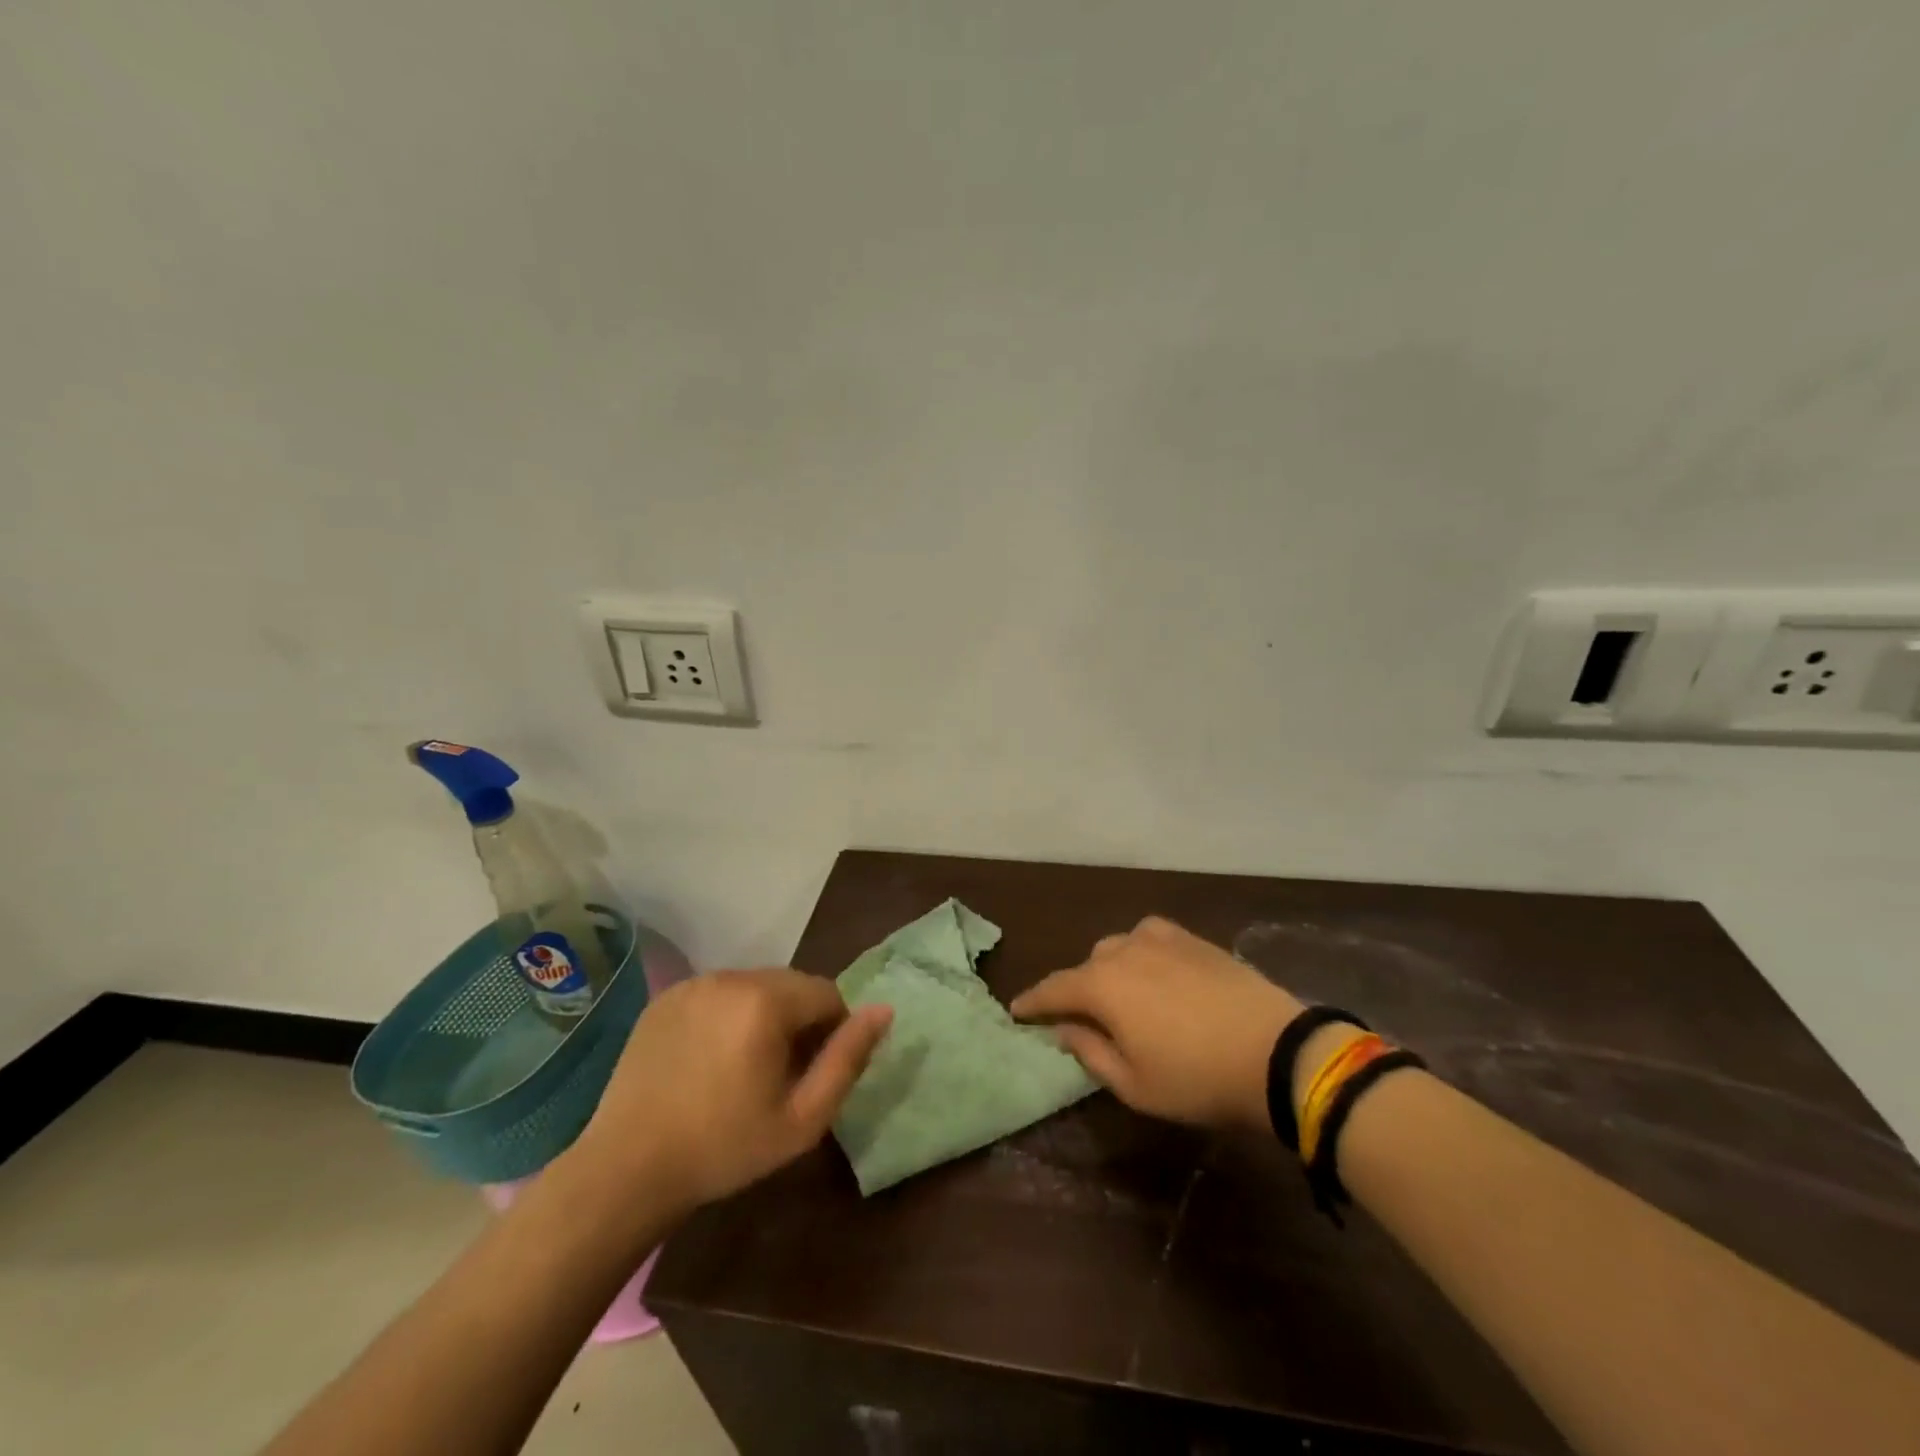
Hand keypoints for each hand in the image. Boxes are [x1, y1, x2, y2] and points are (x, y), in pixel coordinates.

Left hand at [571, 970, 891, 1212]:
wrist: (627, 1169)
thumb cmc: (725, 1148)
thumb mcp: (802, 1118)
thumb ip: (848, 1059)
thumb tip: (884, 1010)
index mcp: (767, 1001)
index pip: (827, 993)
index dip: (832, 1031)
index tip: (811, 1073)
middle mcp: (731, 977)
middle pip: (790, 985)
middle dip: (797, 1020)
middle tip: (779, 1074)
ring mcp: (693, 984)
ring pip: (753, 987)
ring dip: (762, 1015)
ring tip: (742, 1067)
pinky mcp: (666, 997)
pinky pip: (717, 994)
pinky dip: (726, 1016)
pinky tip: (708, 1060)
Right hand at [1011, 917, 1303, 1132]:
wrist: (1276, 1052)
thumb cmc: (1197, 1078)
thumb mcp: (1134, 1084)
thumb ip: (1090, 1053)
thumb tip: (1064, 1029)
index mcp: (1101, 986)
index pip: (1053, 990)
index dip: (1032, 1002)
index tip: (1016, 1011)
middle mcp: (1123, 952)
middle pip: (1086, 967)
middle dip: (1076, 991)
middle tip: (1081, 1018)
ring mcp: (1159, 939)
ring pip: (1117, 947)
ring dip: (1109, 970)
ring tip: (1121, 994)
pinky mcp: (1192, 939)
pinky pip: (1150, 936)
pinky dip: (1141, 951)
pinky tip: (1153, 966)